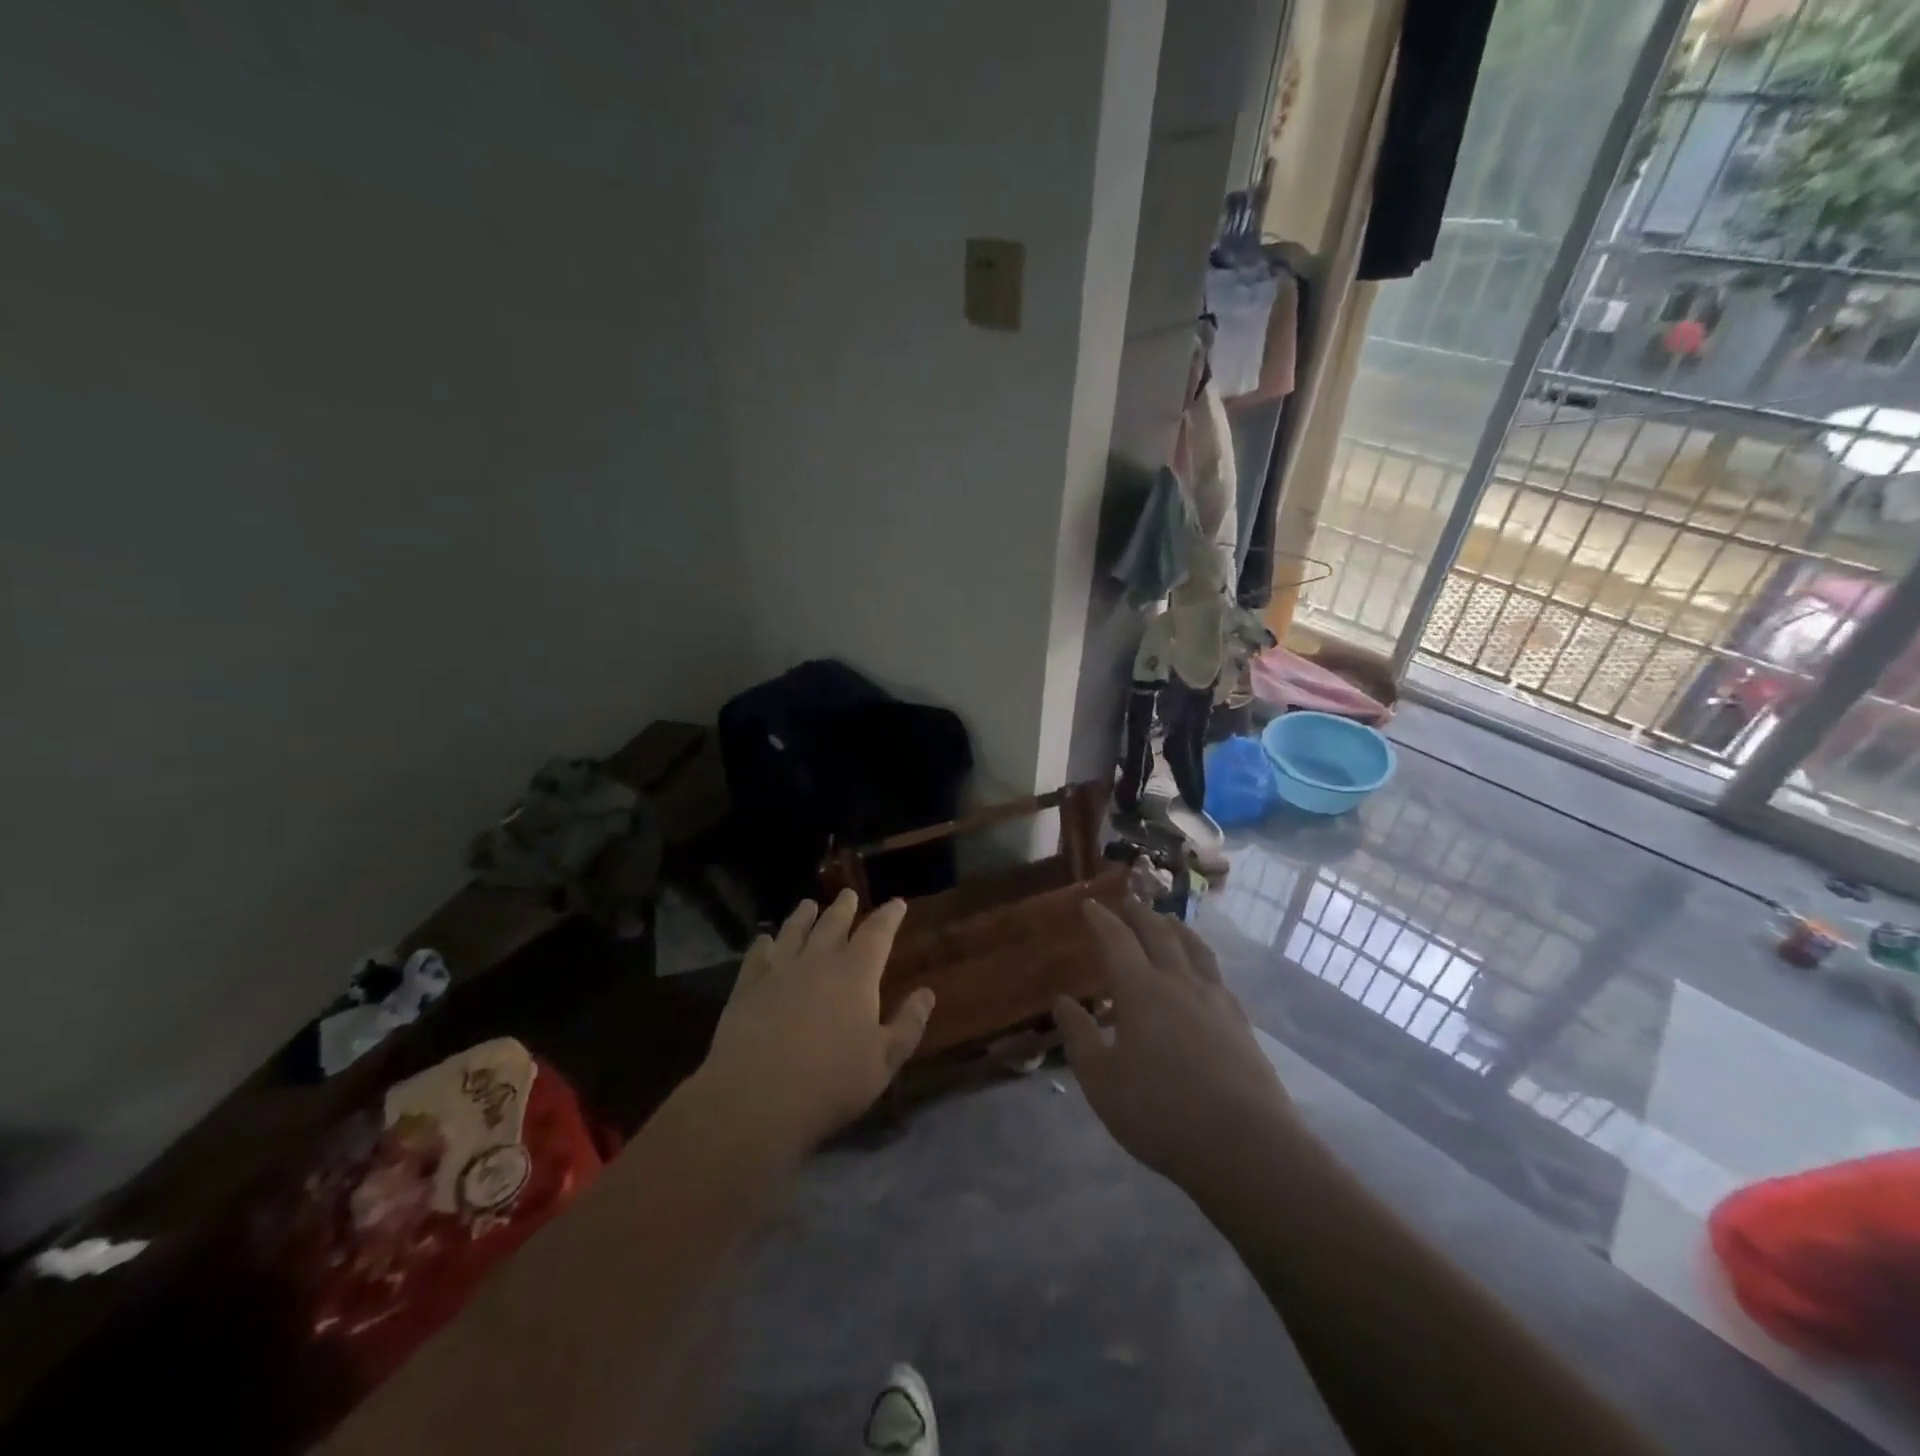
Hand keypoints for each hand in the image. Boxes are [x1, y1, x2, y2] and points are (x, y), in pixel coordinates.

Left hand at [697, 890, 933, 1160]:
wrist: (756, 1098)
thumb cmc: (830, 1082)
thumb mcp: (884, 1061)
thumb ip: (908, 1024)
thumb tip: (927, 993)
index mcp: (856, 974)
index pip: (877, 933)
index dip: (889, 915)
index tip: (897, 902)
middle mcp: (818, 961)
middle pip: (833, 923)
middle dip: (844, 907)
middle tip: (848, 894)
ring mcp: (779, 970)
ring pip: (794, 931)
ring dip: (804, 915)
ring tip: (809, 904)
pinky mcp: (747, 986)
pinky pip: (758, 954)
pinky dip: (764, 942)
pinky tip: (765, 939)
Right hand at [1054, 897, 1297, 1198]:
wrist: (1246, 1146)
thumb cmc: (1161, 1114)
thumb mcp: (1102, 1082)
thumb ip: (1080, 1037)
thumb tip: (1063, 1001)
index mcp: (1141, 991)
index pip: (1117, 940)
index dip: (1102, 919)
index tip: (1090, 903)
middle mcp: (1179, 982)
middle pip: (1159, 933)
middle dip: (1140, 914)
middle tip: (1128, 901)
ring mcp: (1215, 1000)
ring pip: (1194, 948)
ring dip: (1175, 928)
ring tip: (1167, 921)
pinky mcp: (1240, 1022)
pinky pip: (1215, 973)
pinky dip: (1200, 957)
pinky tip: (1201, 972)